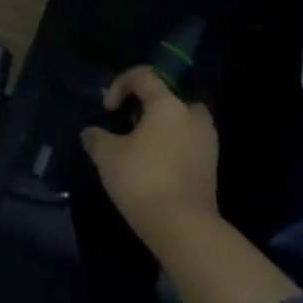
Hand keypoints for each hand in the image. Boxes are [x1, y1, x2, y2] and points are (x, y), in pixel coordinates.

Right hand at [81, 65, 220, 259]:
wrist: (183, 227)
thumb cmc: (142, 179)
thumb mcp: (107, 156)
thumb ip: (96, 137)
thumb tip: (91, 132)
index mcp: (168, 104)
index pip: (144, 76)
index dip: (119, 85)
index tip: (107, 109)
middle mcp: (193, 116)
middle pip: (169, 97)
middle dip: (147, 106)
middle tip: (129, 124)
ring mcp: (207, 143)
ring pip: (181, 122)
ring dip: (161, 128)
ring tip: (139, 148)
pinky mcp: (211, 167)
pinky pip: (188, 144)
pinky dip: (171, 147)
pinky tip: (153, 167)